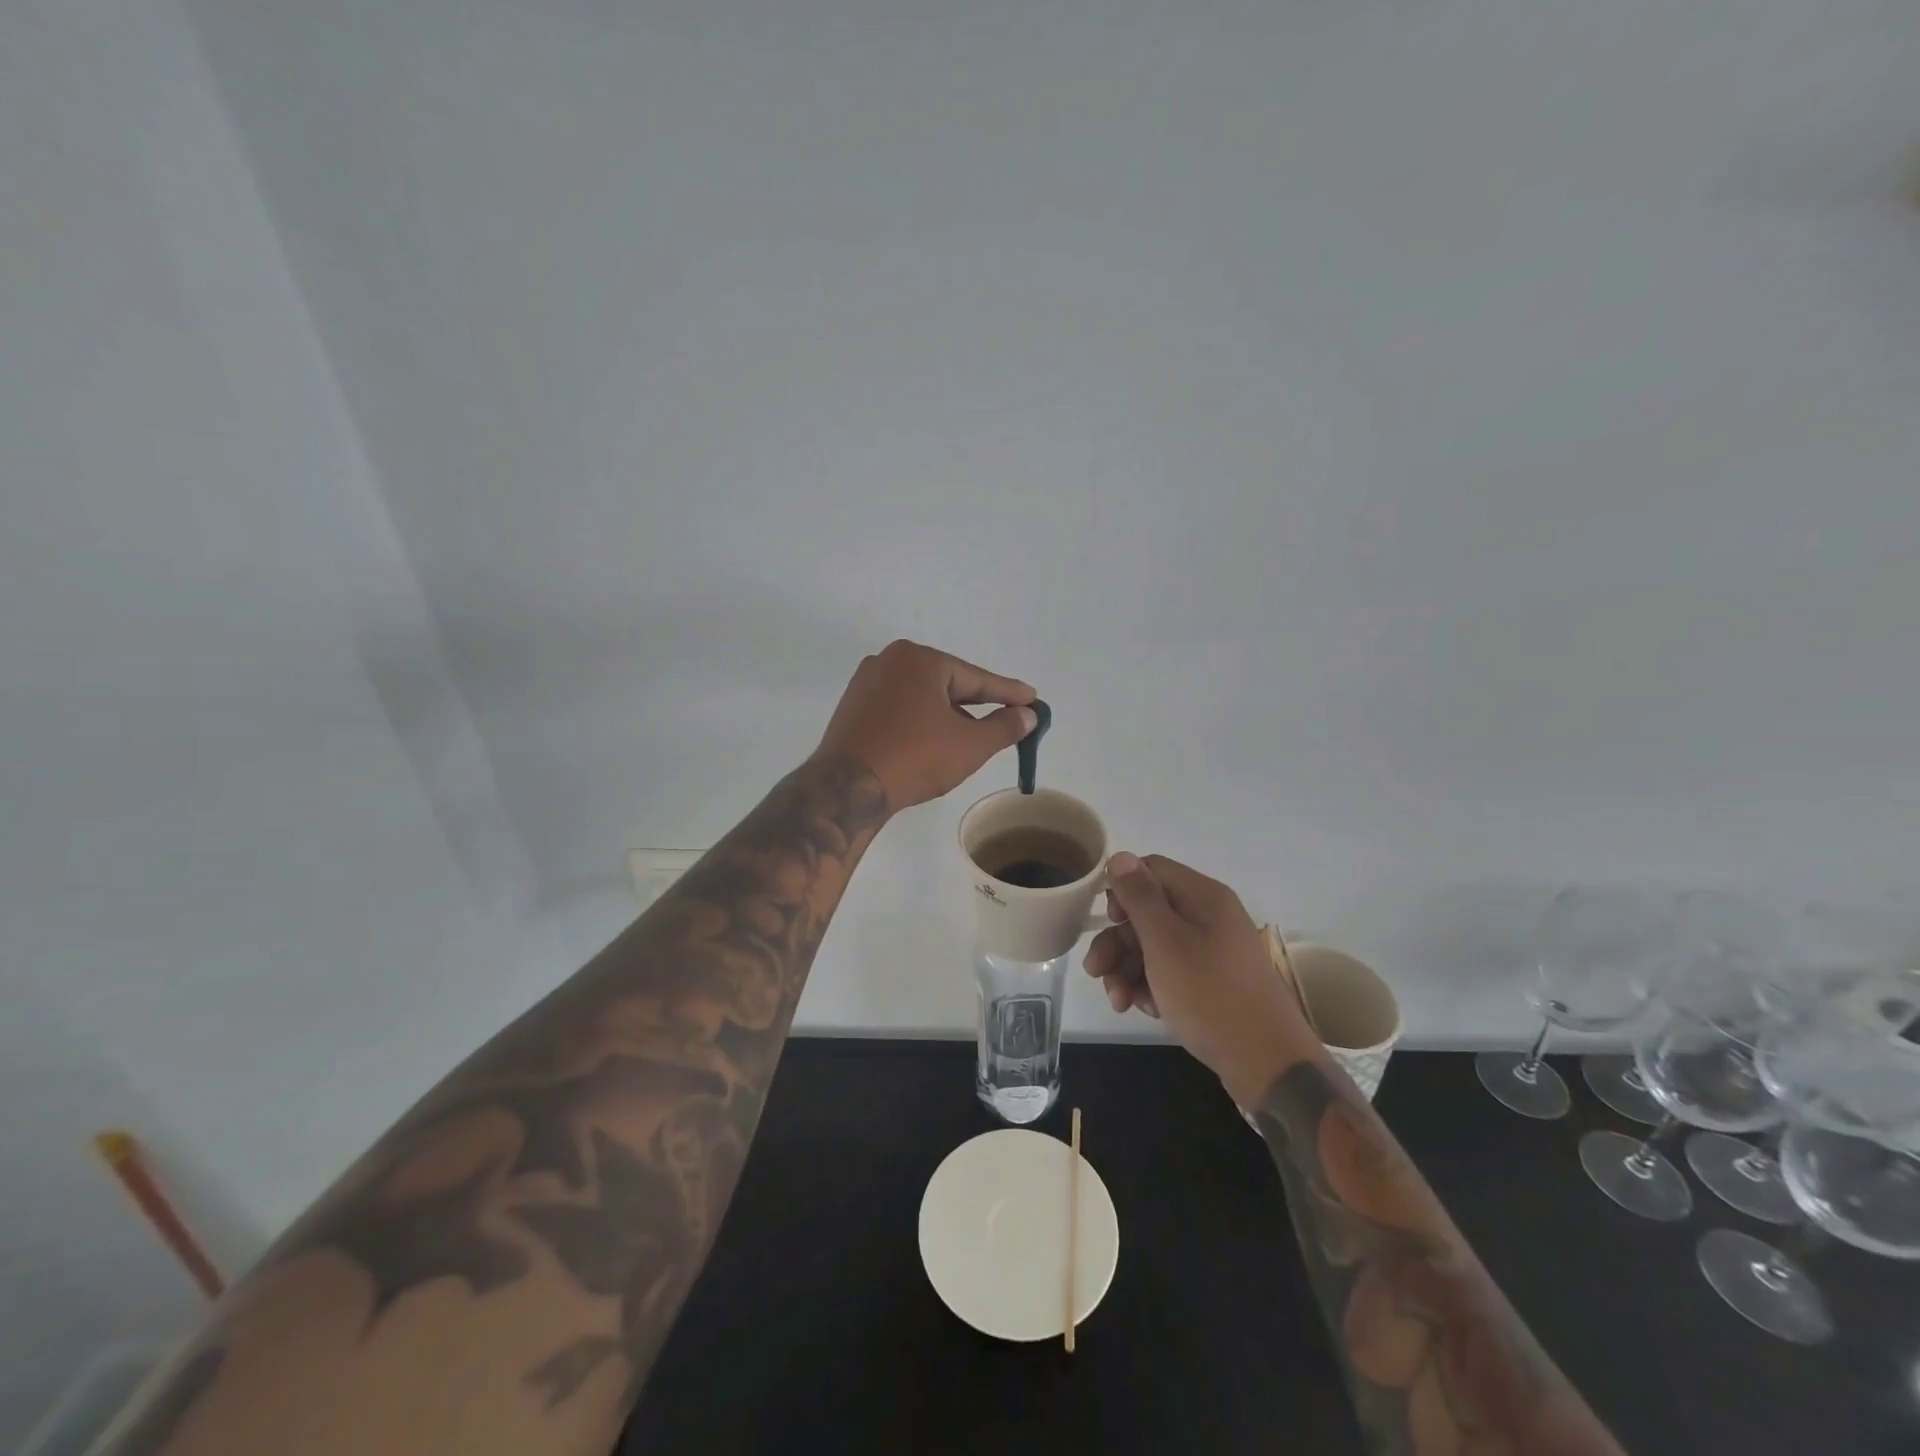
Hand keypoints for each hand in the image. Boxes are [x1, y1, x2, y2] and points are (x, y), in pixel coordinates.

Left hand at [815, 640, 1037, 810]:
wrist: (847, 788)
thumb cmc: (915, 758)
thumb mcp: (970, 745)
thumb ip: (1005, 726)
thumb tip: (1028, 715)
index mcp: (919, 659)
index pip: (975, 678)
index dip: (1008, 692)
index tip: (1032, 699)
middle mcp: (889, 661)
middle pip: (947, 684)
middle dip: (977, 704)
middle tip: (1007, 717)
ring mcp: (866, 683)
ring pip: (922, 697)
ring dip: (948, 716)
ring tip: (972, 738)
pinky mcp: (853, 707)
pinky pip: (899, 708)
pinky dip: (921, 721)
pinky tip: (934, 741)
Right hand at [1084, 852, 1310, 1105]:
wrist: (1268, 1064)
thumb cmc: (1210, 995)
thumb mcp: (1165, 943)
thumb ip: (1140, 898)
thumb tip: (1120, 856)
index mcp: (1203, 897)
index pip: (1152, 870)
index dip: (1123, 890)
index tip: (1107, 921)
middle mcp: (1209, 917)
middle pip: (1149, 912)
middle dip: (1117, 942)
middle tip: (1095, 971)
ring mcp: (1213, 952)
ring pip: (1155, 947)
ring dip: (1128, 970)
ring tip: (1118, 1001)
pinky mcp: (1212, 983)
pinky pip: (1171, 973)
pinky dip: (1152, 988)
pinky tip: (1145, 1010)